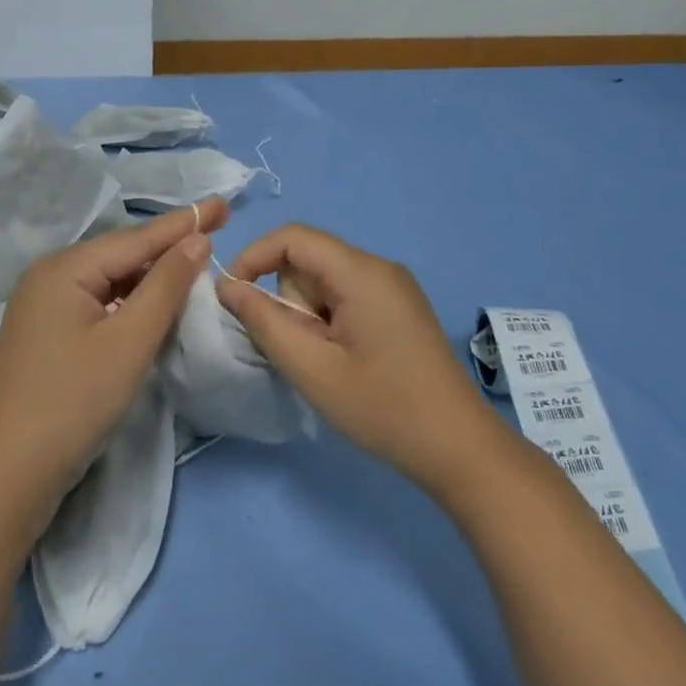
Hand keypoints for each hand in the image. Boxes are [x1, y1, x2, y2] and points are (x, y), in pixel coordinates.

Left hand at [0, 199, 228, 538]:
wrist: (9, 473)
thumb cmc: (74, 402)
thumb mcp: (129, 342)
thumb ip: (165, 286)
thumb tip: (196, 240)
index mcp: (64, 268)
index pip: (136, 238)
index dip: (183, 222)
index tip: (223, 205)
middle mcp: (49, 276)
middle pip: (120, 255)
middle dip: (168, 245)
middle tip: (215, 230)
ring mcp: (43, 305)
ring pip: (109, 280)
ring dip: (150, 275)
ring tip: (194, 264)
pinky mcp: (46, 333)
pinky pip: (97, 302)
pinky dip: (129, 301)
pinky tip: (153, 304)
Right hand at [218, 223, 508, 497]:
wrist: (459, 448)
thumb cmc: (382, 407)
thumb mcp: (311, 367)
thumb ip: (263, 320)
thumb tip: (227, 286)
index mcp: (361, 272)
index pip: (292, 237)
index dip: (254, 257)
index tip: (233, 298)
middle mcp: (379, 267)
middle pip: (308, 262)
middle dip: (290, 301)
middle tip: (304, 352)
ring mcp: (393, 287)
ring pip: (324, 282)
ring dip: (309, 316)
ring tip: (327, 363)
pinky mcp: (398, 308)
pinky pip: (345, 296)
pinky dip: (328, 321)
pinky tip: (344, 361)